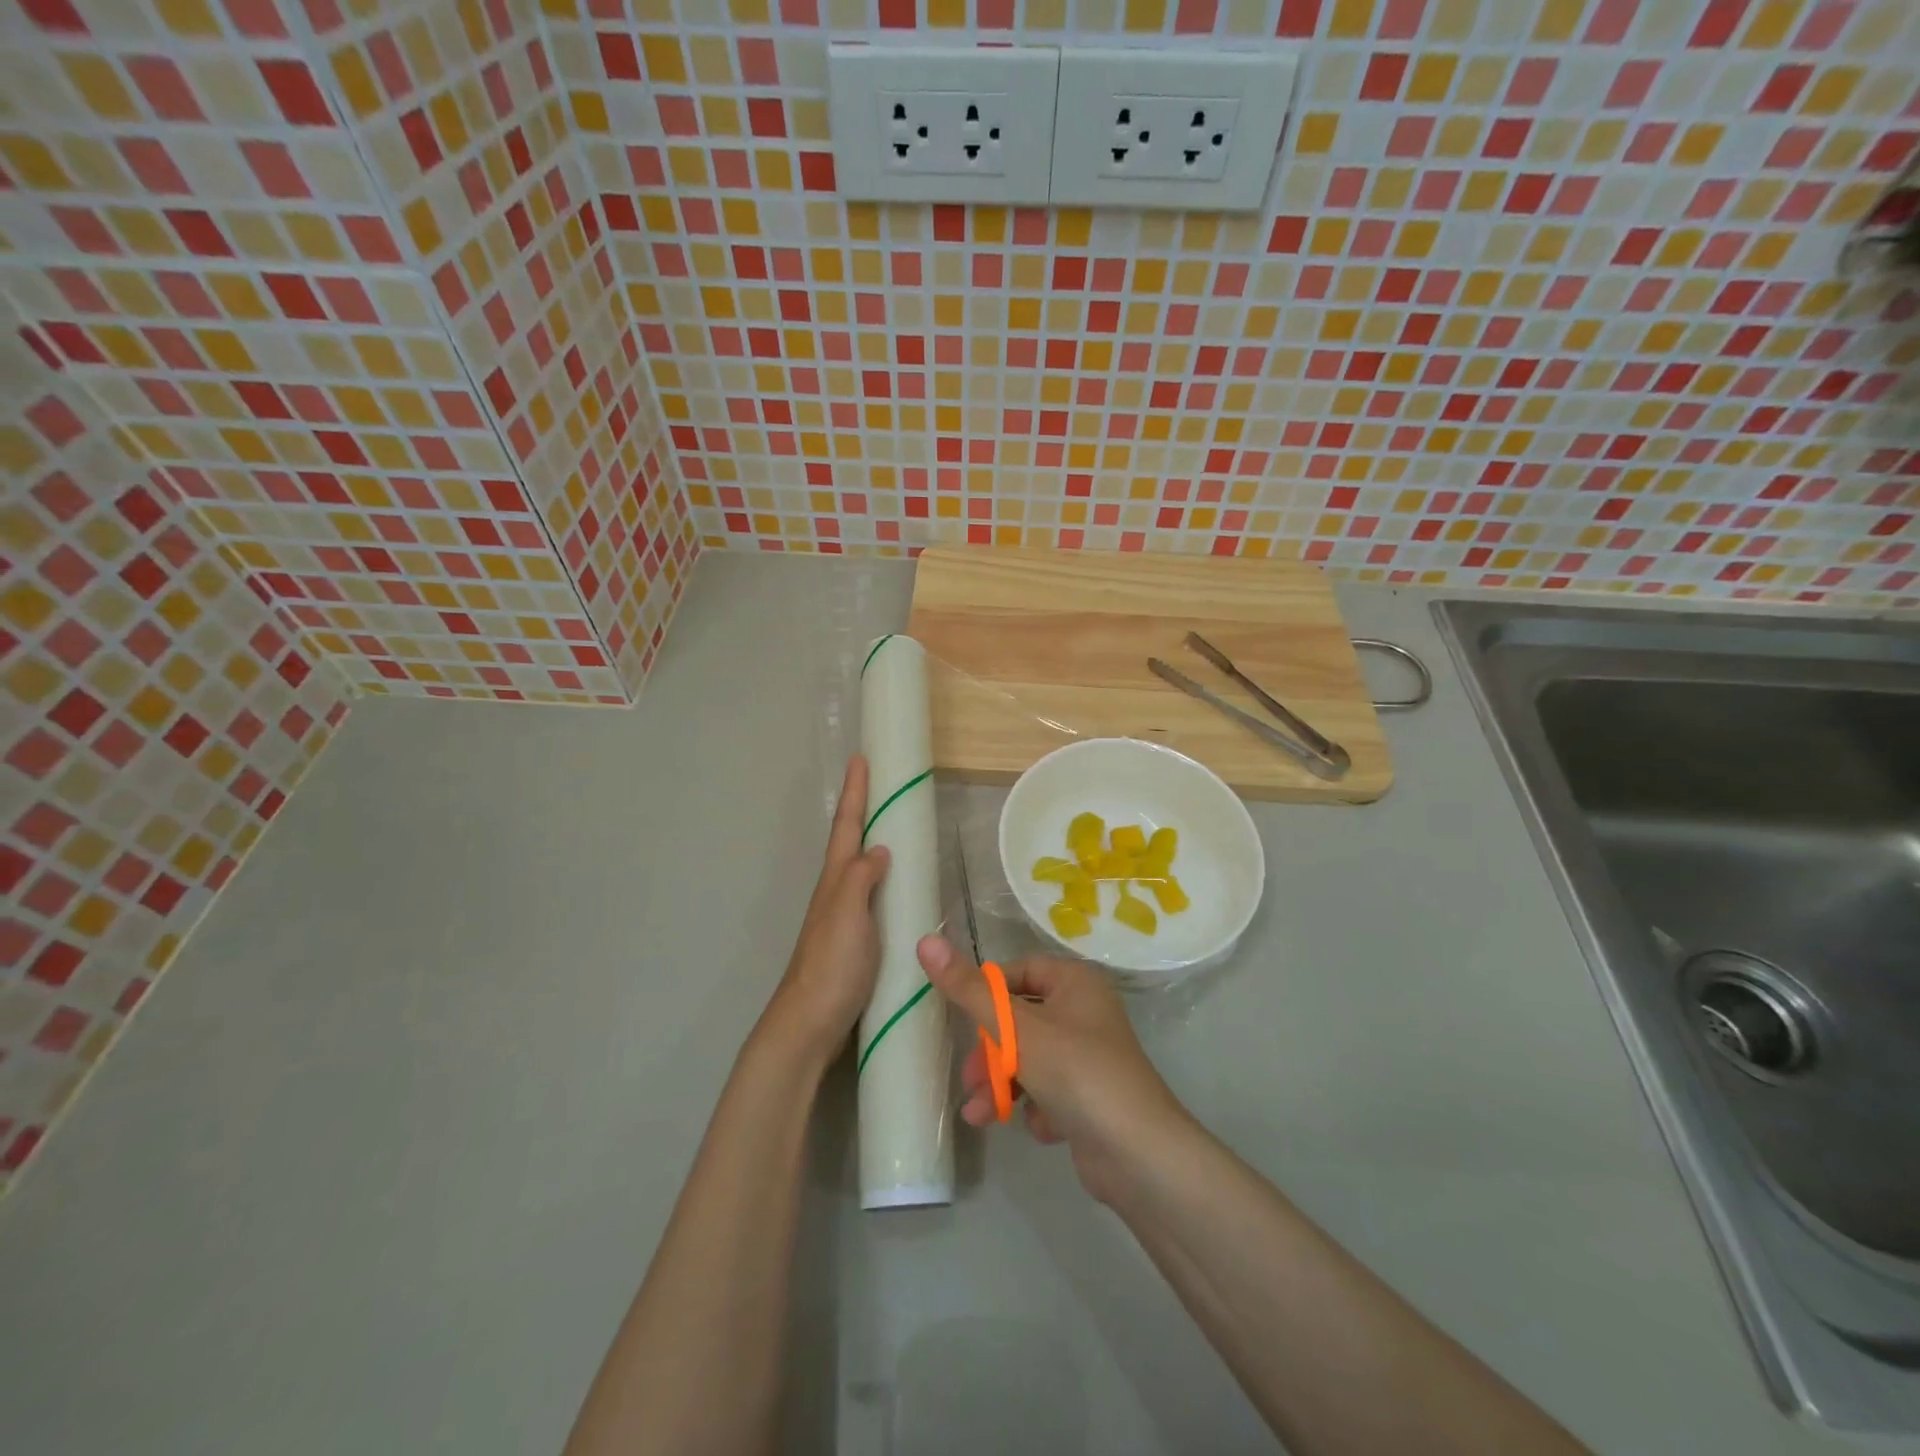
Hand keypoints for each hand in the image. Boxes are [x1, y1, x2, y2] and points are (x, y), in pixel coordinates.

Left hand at [765, 756, 889, 1067]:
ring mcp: (843, 916)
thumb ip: (861, 877)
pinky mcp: (854, 940)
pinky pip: (870, 895)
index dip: (855, 793)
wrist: (810, 1022)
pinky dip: (882, 878)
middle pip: (849, 841)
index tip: (860, 758)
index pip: (846, 827)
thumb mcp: (848, 914)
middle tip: (879, 783)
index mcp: (835, 880)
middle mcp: (836, 892)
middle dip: (862, 810)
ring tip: (892, 825)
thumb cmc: (831, 964)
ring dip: (871, 841)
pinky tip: (897, 887)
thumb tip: (879, 848)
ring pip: (858, 868)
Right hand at [917, 936, 1192, 1202]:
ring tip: (981, 1114)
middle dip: (990, 1052)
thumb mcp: (1015, 1028)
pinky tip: (1043, 1128)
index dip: (988, 993)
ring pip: (1030, 1060)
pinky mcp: (1091, 1098)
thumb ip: (968, 989)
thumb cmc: (1075, 1072)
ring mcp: (1090, 1057)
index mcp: (1075, 982)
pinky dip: (1037, 1108)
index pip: (1019, 971)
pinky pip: (1050, 1091)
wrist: (1138, 1154)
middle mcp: (1085, 1013)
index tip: (963, 1018)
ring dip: (1003, 1085)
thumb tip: (925, 940)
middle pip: (1020, 1020)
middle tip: (968, 1078)